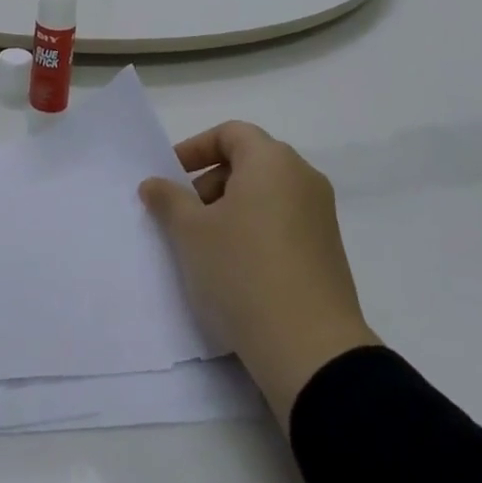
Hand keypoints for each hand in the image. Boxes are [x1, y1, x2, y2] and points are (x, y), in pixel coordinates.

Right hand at [140, 124, 379, 429]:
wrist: (311, 349)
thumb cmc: (243, 272)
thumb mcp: (191, 233)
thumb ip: (168, 199)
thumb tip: (153, 183)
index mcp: (272, 161)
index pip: (230, 133)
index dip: (195, 149)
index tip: (170, 176)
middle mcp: (302, 177)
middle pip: (249, 161)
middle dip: (210, 181)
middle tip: (184, 214)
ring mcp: (320, 214)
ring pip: (266, 193)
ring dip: (232, 207)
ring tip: (206, 245)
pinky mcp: (328, 249)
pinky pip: (284, 220)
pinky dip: (256, 228)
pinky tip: (236, 266)